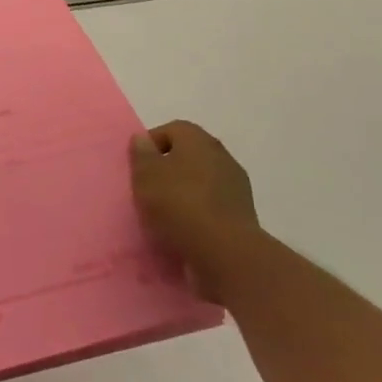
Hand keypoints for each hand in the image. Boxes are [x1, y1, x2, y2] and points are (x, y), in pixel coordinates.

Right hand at [130, 120, 260, 302]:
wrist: (226, 252)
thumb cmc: (179, 203)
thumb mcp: (145, 175)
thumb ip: (141, 154)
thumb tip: (142, 139)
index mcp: (198, 140)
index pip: (171, 130)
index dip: (152, 145)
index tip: (138, 167)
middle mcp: (221, 156)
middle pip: (188, 155)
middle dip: (168, 169)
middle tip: (149, 189)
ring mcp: (236, 187)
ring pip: (201, 182)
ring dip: (185, 193)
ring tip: (165, 214)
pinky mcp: (243, 215)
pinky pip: (213, 206)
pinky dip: (199, 213)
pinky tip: (185, 229)